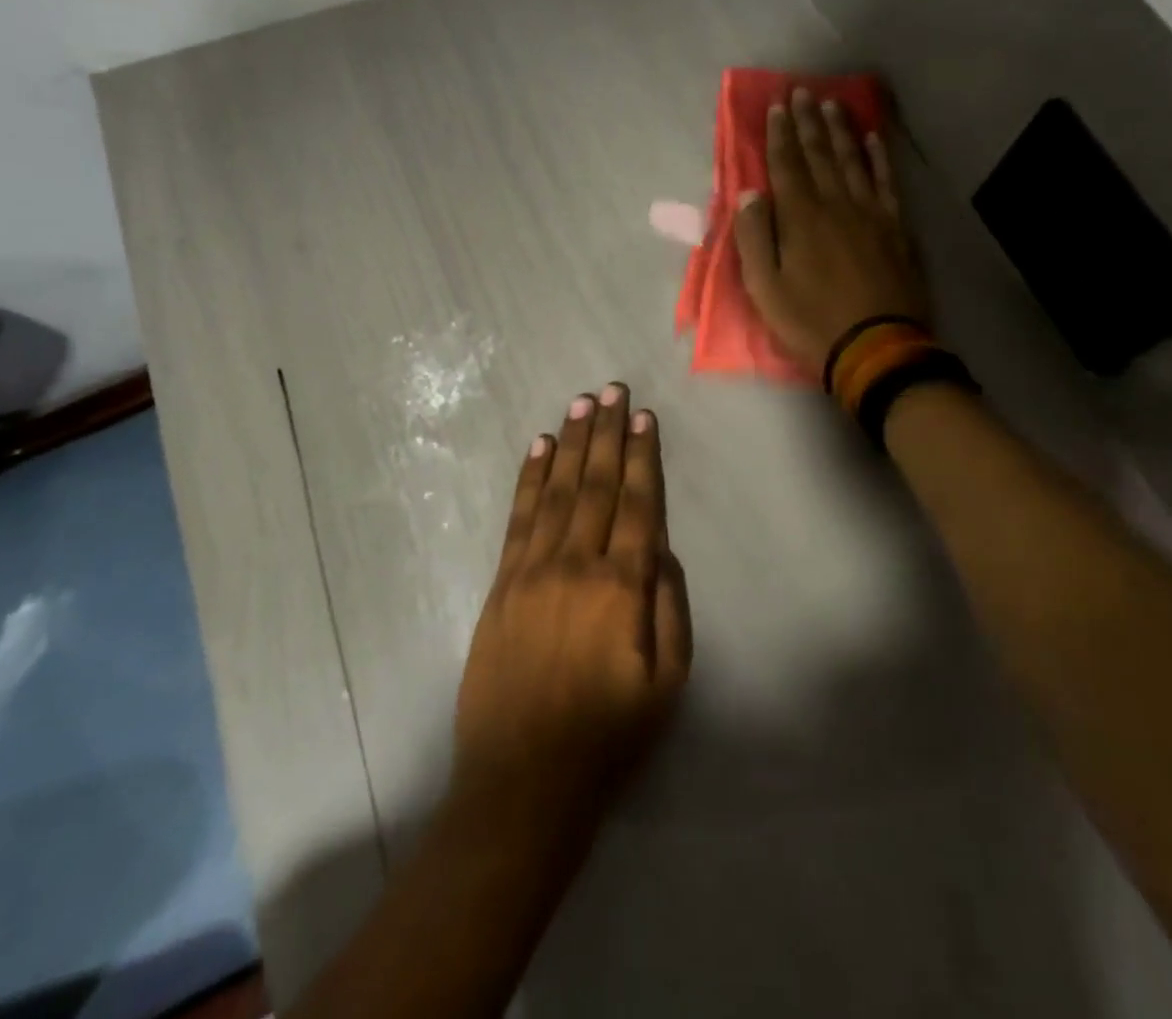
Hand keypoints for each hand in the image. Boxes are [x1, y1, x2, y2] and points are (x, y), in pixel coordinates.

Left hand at [454, 383, 691, 819]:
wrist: (522, 783)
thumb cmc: (608, 736)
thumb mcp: (668, 683)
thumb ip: (670, 607)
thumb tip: (661, 548)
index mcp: (622, 587)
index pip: (637, 504)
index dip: (643, 456)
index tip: (644, 417)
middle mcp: (577, 564)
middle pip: (597, 484)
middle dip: (607, 433)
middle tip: (613, 390)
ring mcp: (533, 571)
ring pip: (557, 491)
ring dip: (571, 444)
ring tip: (582, 404)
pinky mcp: (501, 584)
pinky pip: (519, 518)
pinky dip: (530, 479)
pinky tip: (539, 448)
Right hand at [734, 86, 928, 371]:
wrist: (876, 348)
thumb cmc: (811, 322)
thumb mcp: (765, 289)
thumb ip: (754, 238)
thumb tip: (749, 195)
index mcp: (801, 219)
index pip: (786, 166)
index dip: (779, 135)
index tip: (776, 106)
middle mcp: (836, 205)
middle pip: (820, 154)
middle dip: (808, 122)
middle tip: (802, 91)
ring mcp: (870, 213)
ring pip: (853, 160)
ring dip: (841, 130)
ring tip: (832, 103)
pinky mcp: (896, 228)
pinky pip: (886, 182)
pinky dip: (880, 158)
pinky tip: (874, 139)